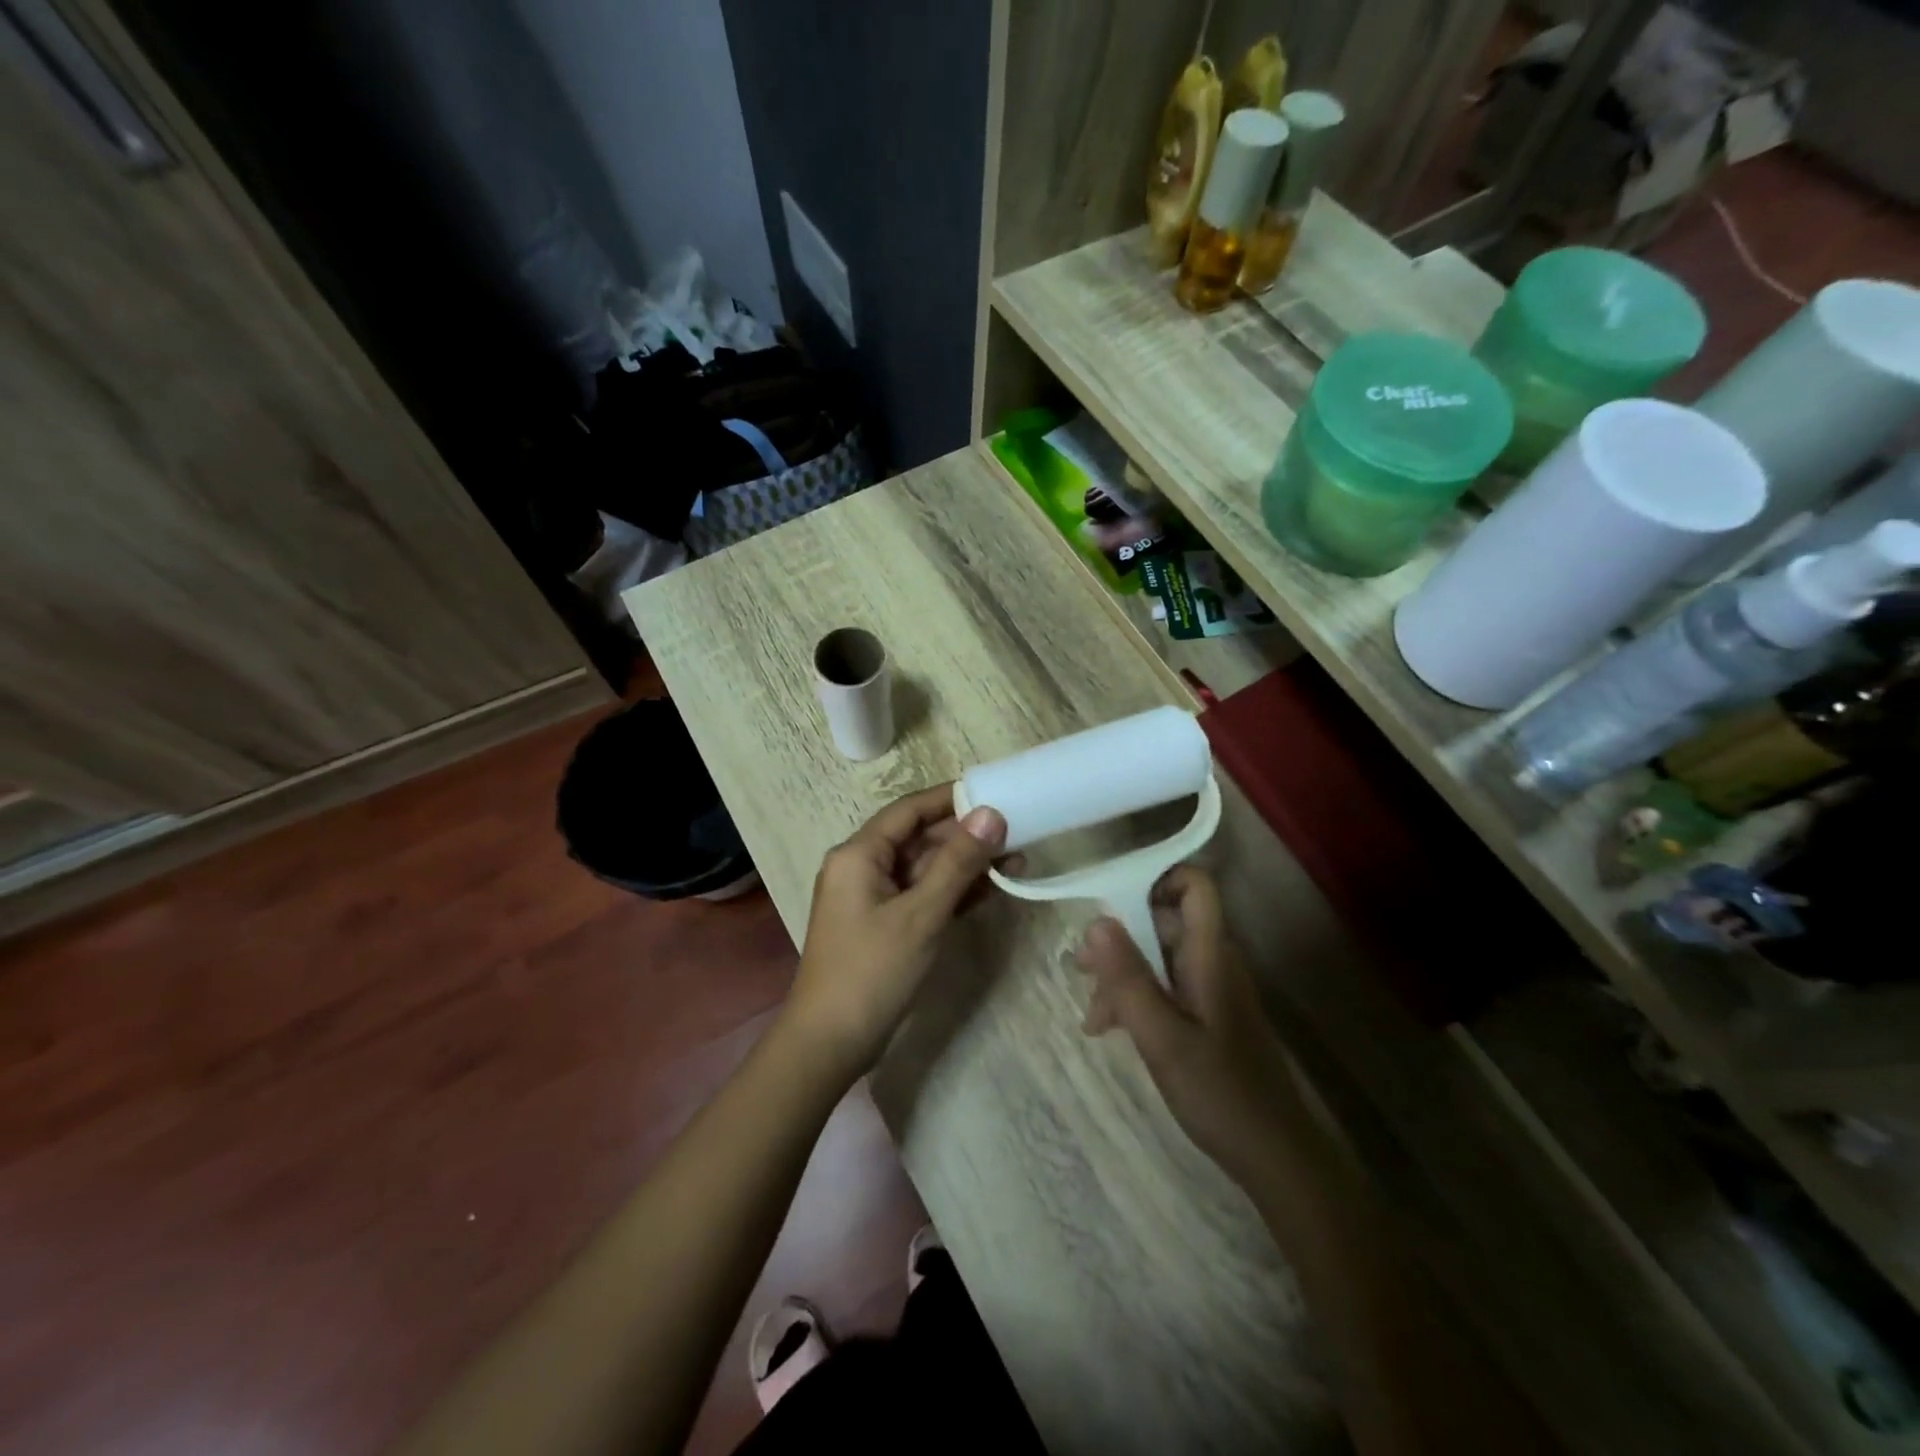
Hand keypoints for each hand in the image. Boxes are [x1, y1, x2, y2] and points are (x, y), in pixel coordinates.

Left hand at [782, 785, 1010, 1080]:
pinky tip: (990, 889)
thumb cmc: (872, 971)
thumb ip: (957, 863)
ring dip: (964, 865)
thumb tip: (992, 814)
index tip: (994, 791)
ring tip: (1015, 860)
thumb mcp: (921, 914)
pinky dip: (951, 891)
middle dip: (965, 836)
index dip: (951, 798)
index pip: (909, 810)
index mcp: (859, 854)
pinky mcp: (883, 924)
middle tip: (1017, 833)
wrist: (830, 1043)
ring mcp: (871, 897)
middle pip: (918, 838)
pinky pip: (920, 894)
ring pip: (923, 868)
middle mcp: (861, 867)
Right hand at [1077, 867, 1301, 1191]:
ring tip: (1092, 1015)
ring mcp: (1213, 989)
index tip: (1111, 902)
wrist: (1275, 1156)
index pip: (1195, 886)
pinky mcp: (1209, 1015)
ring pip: (1159, 957)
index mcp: (1210, 955)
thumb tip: (1095, 919)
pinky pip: (1167, 986)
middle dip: (1119, 938)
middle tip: (1080, 969)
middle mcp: (1214, 961)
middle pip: (1164, 921)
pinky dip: (1137, 998)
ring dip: (1122, 974)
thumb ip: (1128, 977)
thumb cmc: (1219, 1092)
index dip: (1156, 879)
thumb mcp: (1161, 1036)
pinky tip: (1110, 1030)